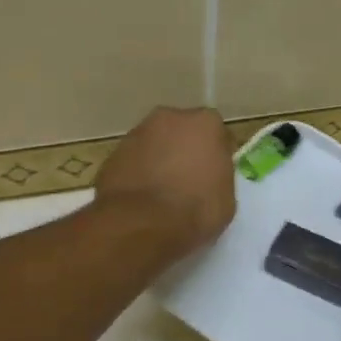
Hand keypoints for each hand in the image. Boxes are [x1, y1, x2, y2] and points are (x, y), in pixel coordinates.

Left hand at [95, 106, 235, 260]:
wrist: (142, 222)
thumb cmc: (195, 210)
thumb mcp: (226, 200)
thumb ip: (219, 178)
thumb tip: (208, 179)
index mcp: (206, 123)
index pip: (217, 135)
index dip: (217, 156)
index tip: (215, 176)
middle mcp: (170, 118)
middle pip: (182, 132)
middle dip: (185, 150)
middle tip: (188, 180)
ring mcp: (137, 133)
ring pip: (155, 144)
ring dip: (159, 160)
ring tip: (162, 192)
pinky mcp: (113, 153)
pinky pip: (134, 161)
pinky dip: (138, 173)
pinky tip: (142, 199)